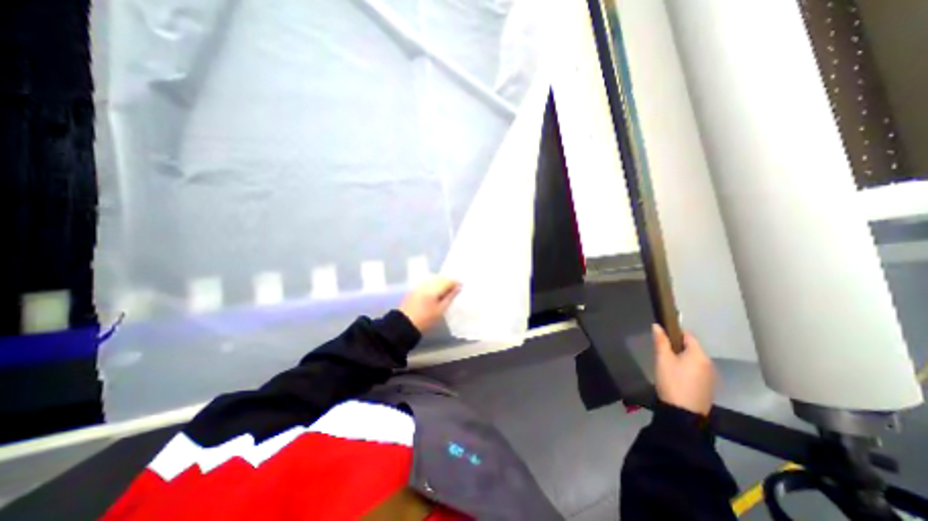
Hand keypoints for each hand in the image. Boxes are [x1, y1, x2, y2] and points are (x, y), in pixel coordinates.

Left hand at [398, 276, 461, 333]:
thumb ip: (450, 297)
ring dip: (441, 283)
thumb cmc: (426, 318)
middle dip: (448, 282)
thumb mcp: (441, 310)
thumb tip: (458, 288)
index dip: (456, 283)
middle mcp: (426, 283)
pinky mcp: (415, 289)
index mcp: (434, 288)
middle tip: (455, 290)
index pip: (448, 281)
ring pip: (434, 279)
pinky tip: (436, 293)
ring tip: (446, 292)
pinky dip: (434, 285)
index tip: (461, 288)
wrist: (405, 324)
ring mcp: (420, 285)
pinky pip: (428, 283)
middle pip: (440, 278)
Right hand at [652, 323, 716, 416]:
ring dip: (681, 357)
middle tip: (661, 350)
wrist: (684, 413)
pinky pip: (696, 370)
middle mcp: (709, 363)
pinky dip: (686, 367)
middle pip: (692, 347)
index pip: (688, 335)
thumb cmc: (672, 381)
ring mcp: (710, 376)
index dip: (674, 332)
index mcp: (699, 354)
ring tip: (666, 363)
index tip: (661, 335)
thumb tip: (657, 325)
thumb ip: (661, 341)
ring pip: (693, 359)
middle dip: (677, 346)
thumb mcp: (663, 359)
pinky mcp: (707, 386)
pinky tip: (675, 375)